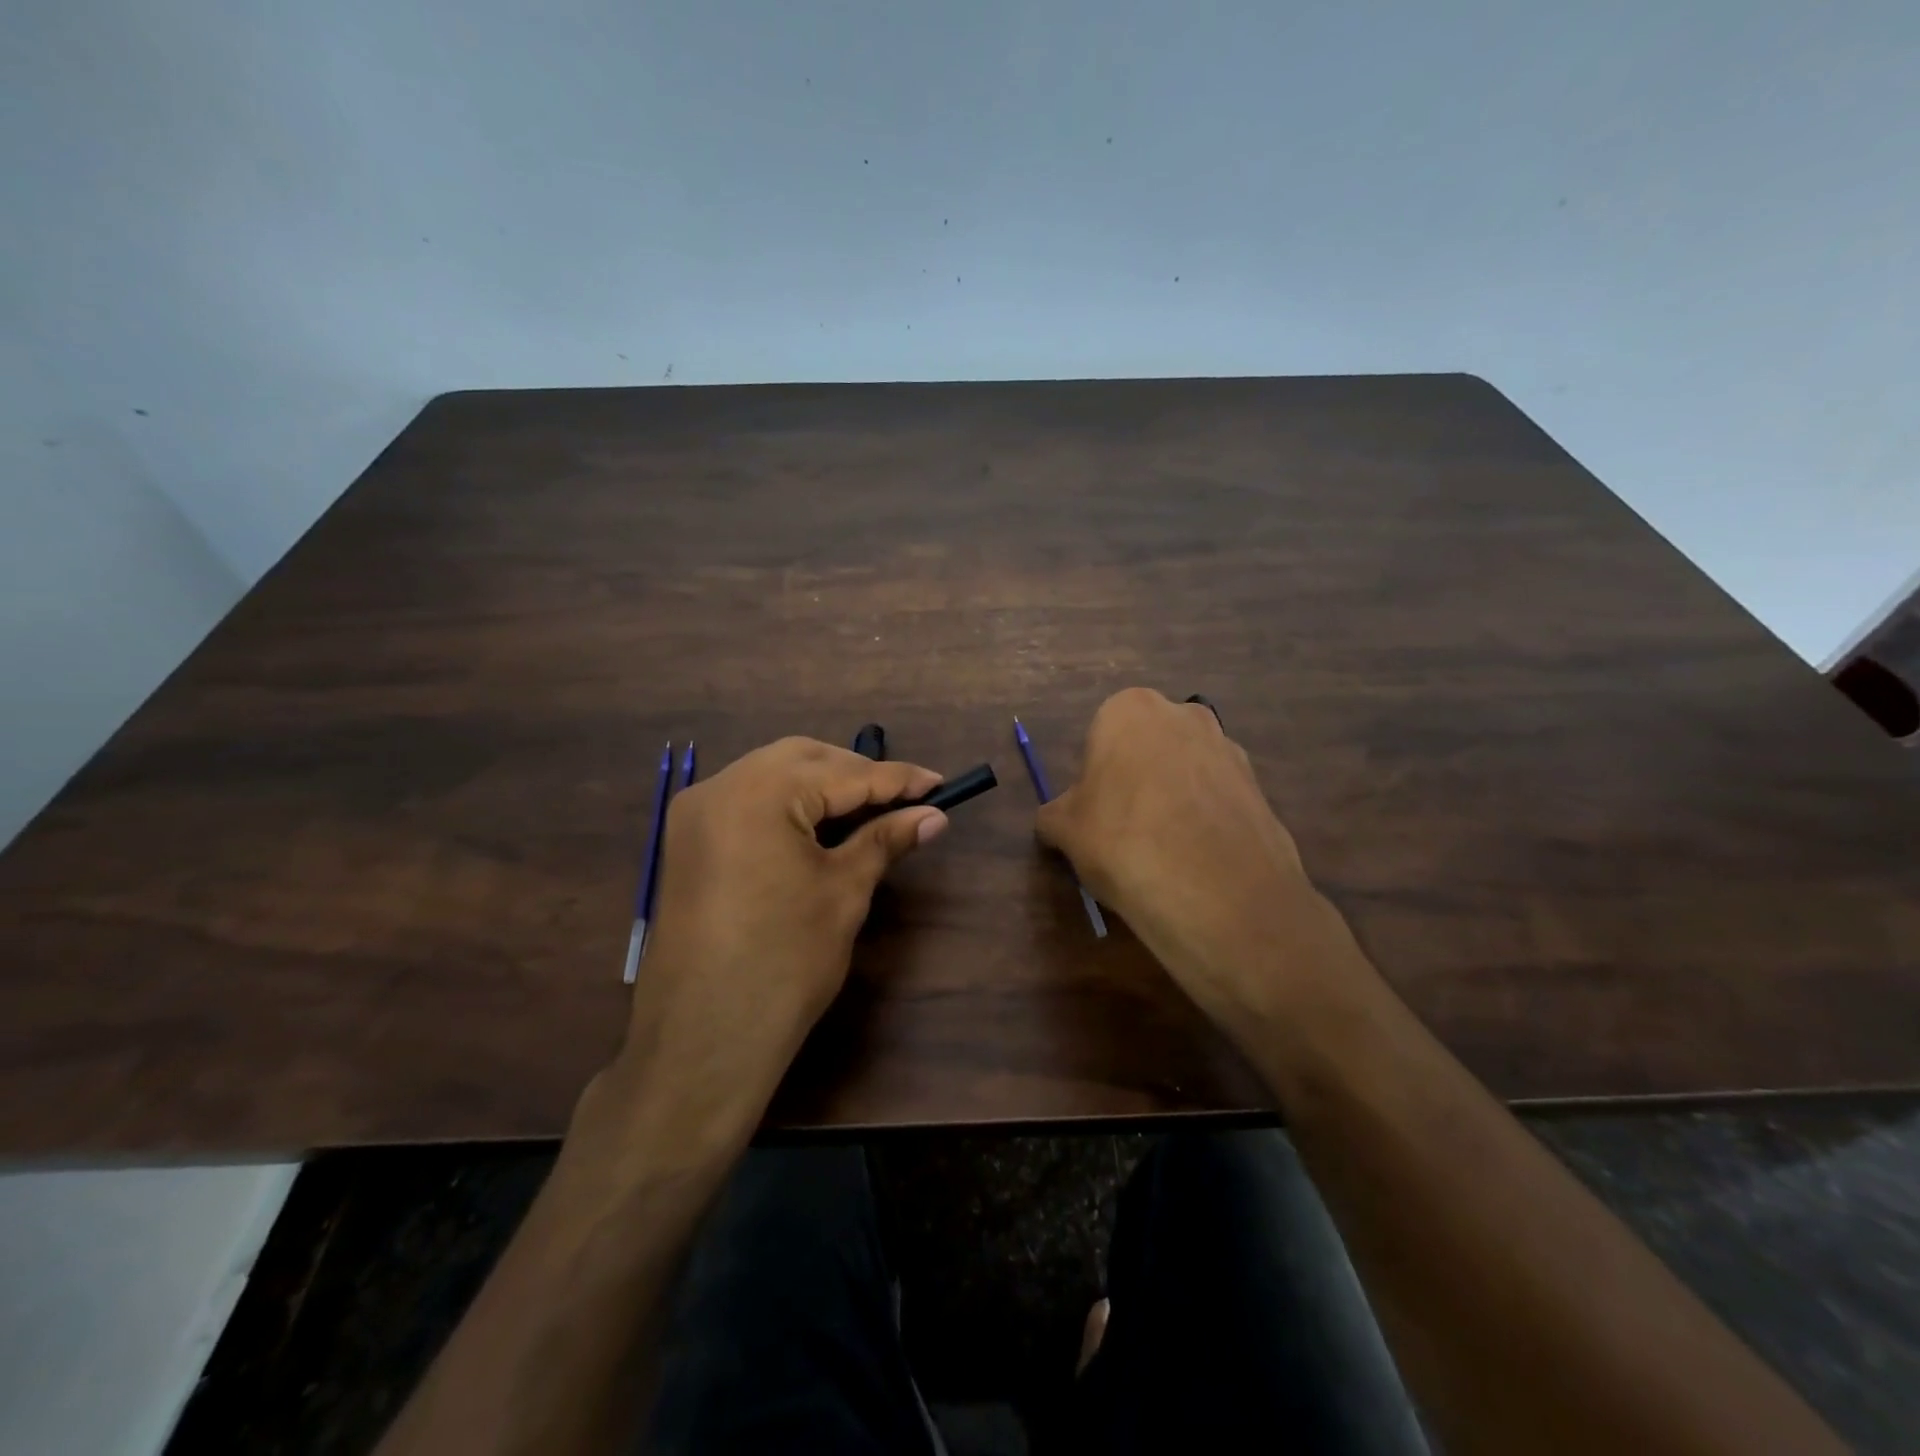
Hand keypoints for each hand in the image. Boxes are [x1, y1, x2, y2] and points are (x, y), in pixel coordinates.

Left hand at [592, 738, 946, 1152]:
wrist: (704, 1040)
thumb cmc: (785, 962)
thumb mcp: (844, 892)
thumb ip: (885, 840)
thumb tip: (932, 815)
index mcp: (759, 793)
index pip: (844, 773)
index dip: (897, 779)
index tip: (940, 784)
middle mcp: (719, 786)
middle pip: (802, 759)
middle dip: (855, 773)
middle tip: (901, 800)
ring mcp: (695, 813)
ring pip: (771, 774)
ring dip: (820, 785)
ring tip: (866, 811)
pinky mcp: (687, 841)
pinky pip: (746, 800)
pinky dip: (787, 803)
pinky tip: (818, 826)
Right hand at [1035, 688, 1354, 1045]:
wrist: (1217, 893)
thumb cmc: (1123, 842)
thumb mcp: (1065, 831)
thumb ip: (1055, 815)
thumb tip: (1056, 820)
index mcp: (1129, 710)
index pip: (1101, 736)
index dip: (1095, 778)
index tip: (1096, 815)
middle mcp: (1183, 714)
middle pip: (1148, 747)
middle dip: (1137, 778)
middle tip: (1126, 829)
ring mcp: (1229, 748)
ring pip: (1187, 770)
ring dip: (1175, 798)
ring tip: (1165, 850)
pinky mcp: (1261, 787)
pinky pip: (1218, 799)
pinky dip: (1206, 820)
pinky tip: (1198, 860)